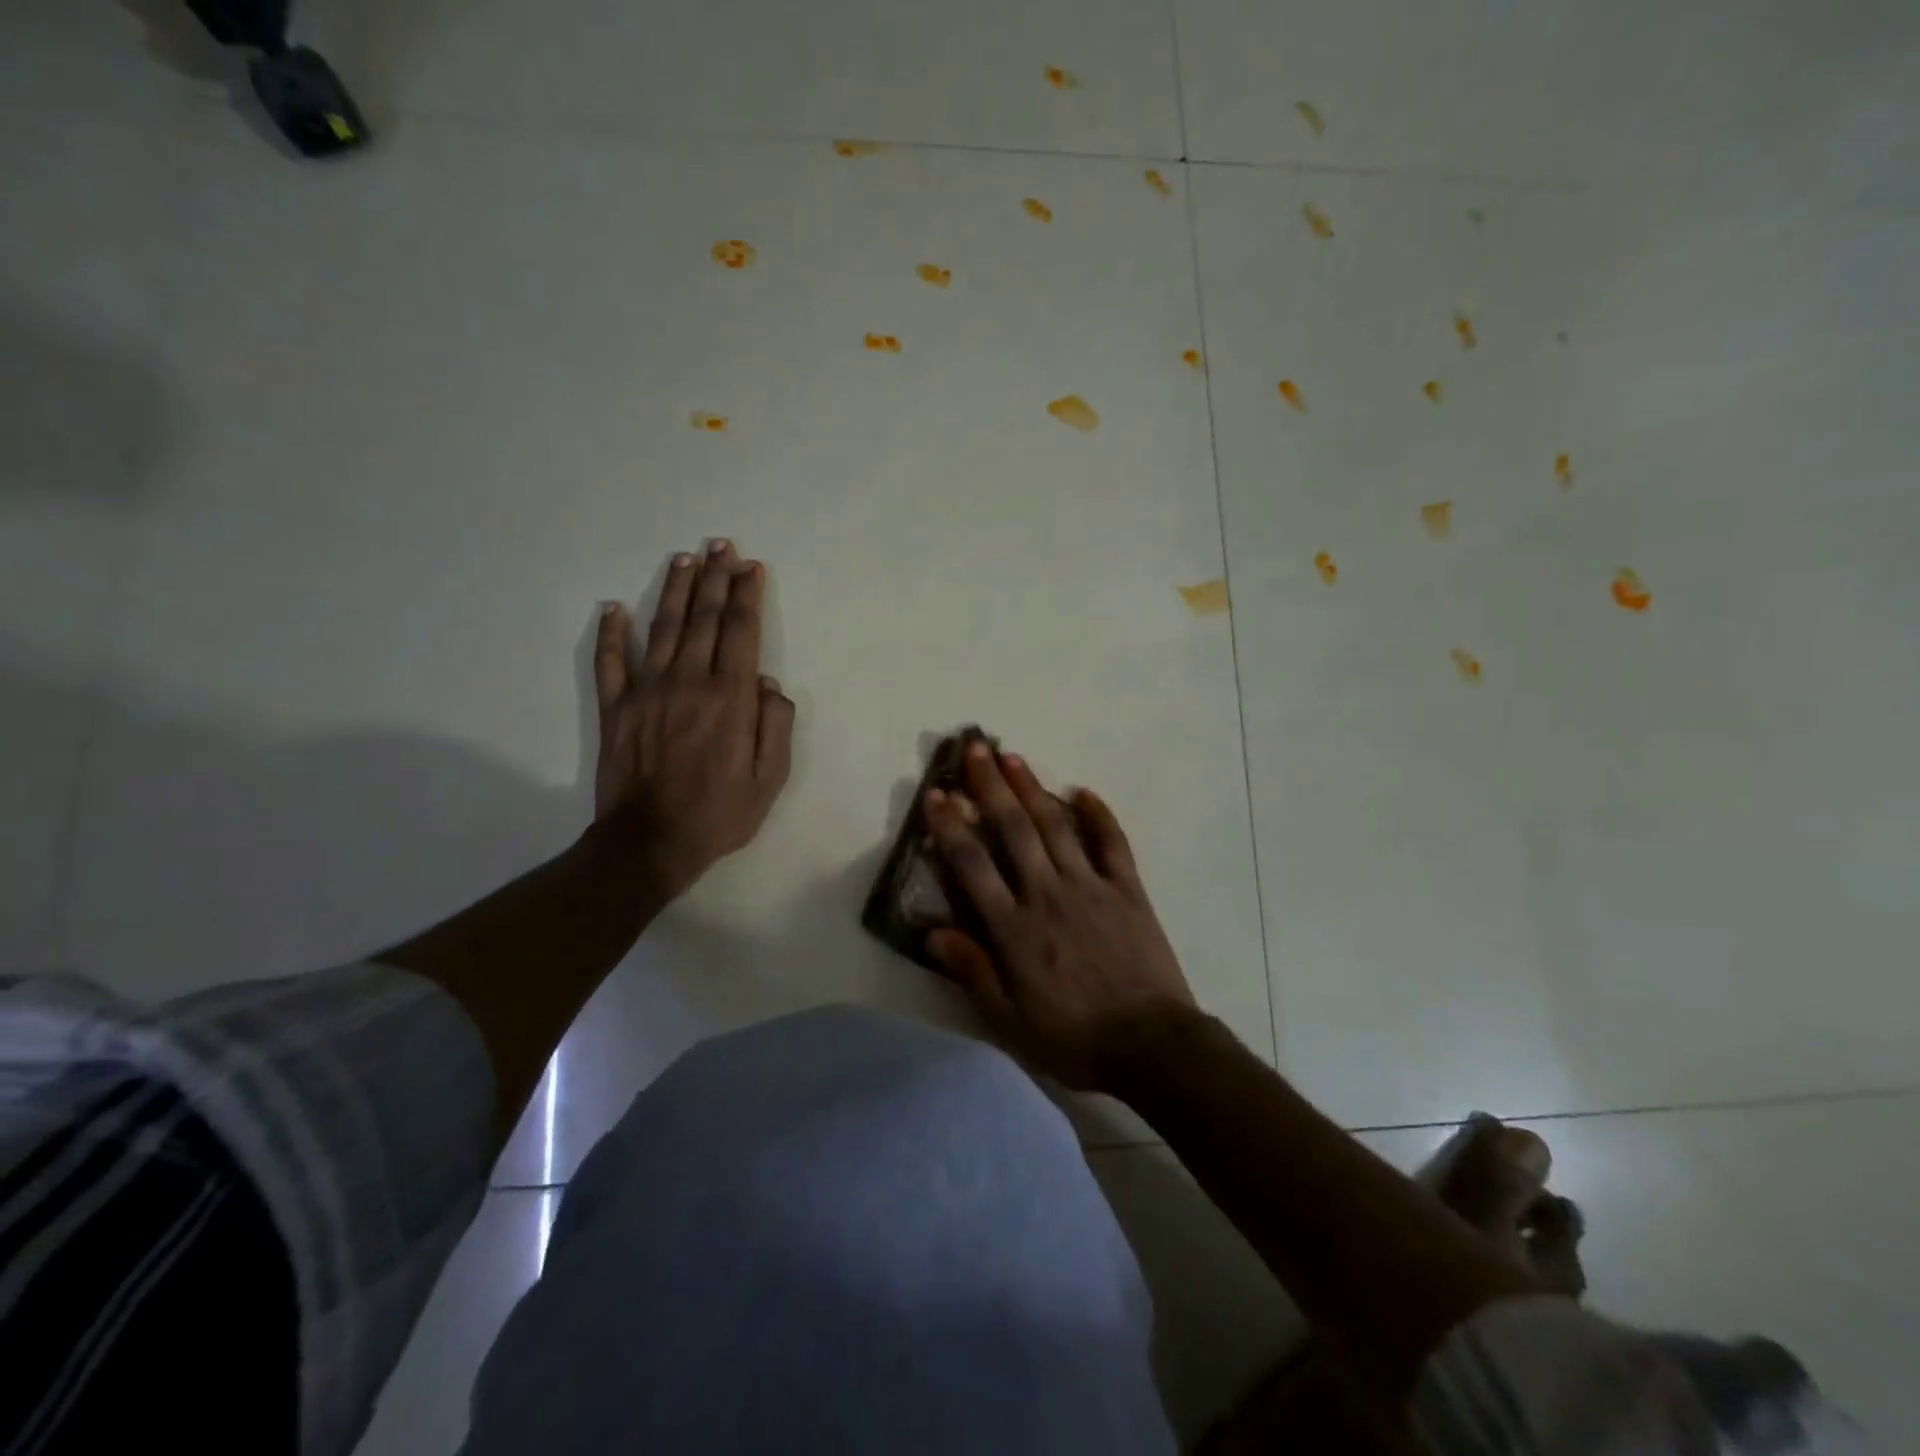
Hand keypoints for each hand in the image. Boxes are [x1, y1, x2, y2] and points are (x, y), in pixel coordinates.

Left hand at [593, 540, 794, 897]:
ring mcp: (646, 691)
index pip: (741, 631)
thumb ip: (775, 724)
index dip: (747, 595)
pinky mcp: (615, 707)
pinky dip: (612, 632)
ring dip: (676, 590)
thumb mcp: (770, 779)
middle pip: (704, 618)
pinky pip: (611, 661)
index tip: (751, 566)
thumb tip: (768, 682)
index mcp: (730, 697)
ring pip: (664, 627)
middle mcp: (688, 681)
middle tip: (721, 545)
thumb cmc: (719, 814)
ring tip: (685, 559)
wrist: (650, 843)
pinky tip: (614, 607)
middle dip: (716, 578)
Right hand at [923, 741, 1197, 1091]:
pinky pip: (1112, 843)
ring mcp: (1091, 886)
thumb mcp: (1009, 1019)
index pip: (972, 865)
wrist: (1150, 1045)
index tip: (936, 795)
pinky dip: (1099, 815)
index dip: (951, 826)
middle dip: (991, 786)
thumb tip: (932, 932)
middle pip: (1013, 830)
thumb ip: (972, 971)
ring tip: (1014, 756)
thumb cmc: (1073, 1037)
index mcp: (1014, 927)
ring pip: (1055, 825)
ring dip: (1033, 788)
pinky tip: (1084, 791)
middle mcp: (1047, 893)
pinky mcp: (1128, 889)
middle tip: (975, 749)